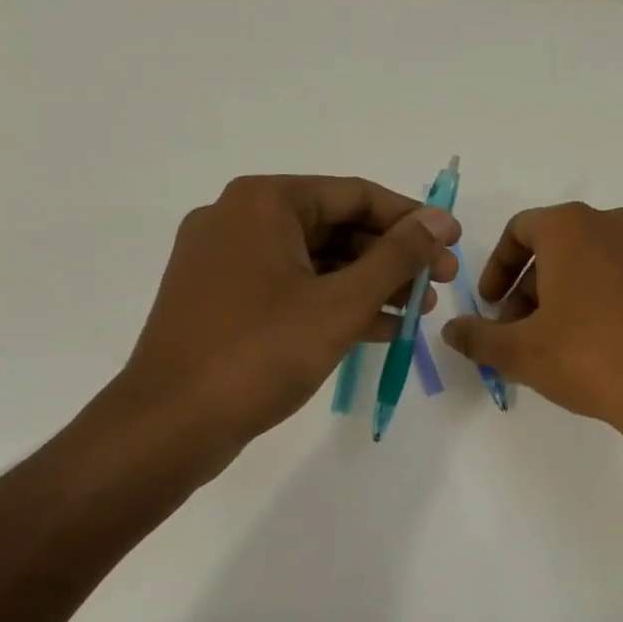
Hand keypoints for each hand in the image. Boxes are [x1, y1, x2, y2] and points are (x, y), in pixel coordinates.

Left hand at [104, 175, 458, 473]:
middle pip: (336, 227)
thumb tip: (439, 219)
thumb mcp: (341, 302)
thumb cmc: (261, 353)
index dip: (411, 219)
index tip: (453, 243)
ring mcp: (227, 261)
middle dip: (393, 257)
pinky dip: (335, 303)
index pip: (356, 195)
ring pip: (316, 261)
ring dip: (370, 283)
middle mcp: (240, 219)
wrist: (170, 426)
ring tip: (418, 311)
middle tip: (440, 283)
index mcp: (264, 202)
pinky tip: (380, 328)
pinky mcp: (223, 300)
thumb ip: (397, 256)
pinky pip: (292, 288)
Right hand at [441, 203, 622, 457]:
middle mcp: (611, 223)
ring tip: (542, 346)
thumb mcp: (520, 350)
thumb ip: (478, 336)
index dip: (496, 269)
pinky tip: (578, 345)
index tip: (489, 307)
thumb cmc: (587, 356)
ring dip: (554, 297)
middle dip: (524, 290)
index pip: (519, 231)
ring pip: (582, 263)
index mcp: (572, 225)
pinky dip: (587, 299)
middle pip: (551, 248)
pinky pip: (611, 276)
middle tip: (512, 334)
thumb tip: (451, 331)